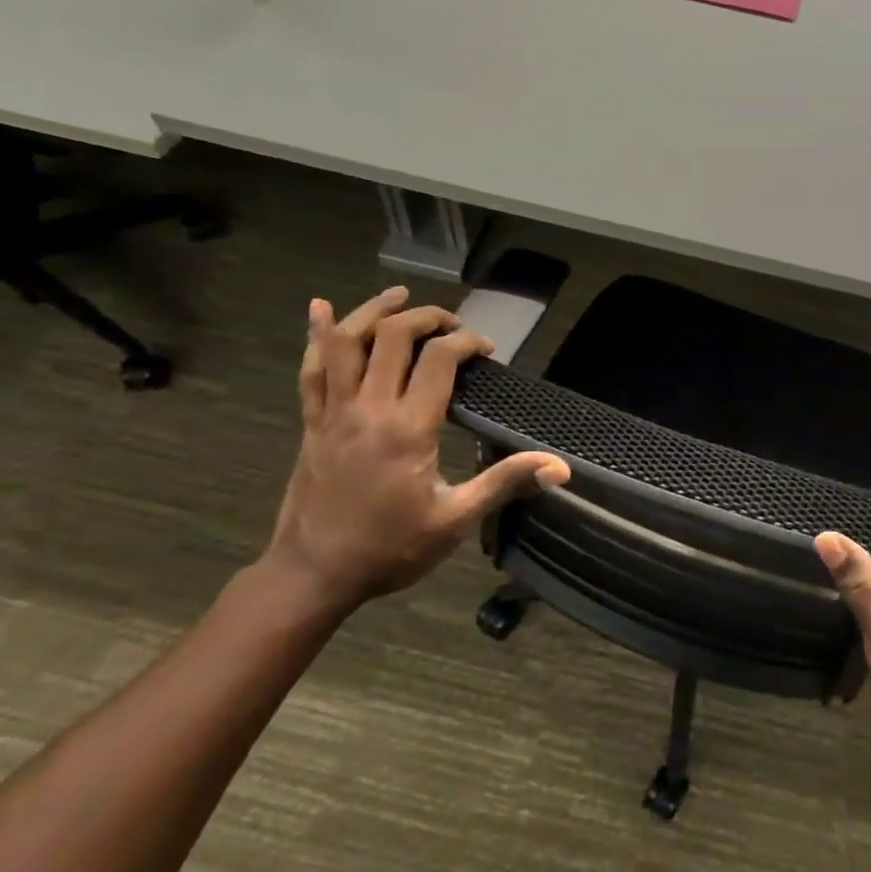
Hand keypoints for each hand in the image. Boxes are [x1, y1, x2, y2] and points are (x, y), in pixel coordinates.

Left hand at [265, 287, 568, 613]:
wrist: (314, 574)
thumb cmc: (390, 548)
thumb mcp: (455, 520)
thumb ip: (505, 484)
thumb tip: (560, 468)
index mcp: (408, 428)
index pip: (440, 359)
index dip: (467, 342)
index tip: (486, 350)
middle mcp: (369, 408)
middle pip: (394, 336)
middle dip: (428, 317)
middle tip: (453, 324)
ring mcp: (334, 412)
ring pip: (346, 341)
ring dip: (374, 311)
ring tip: (400, 296)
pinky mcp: (312, 422)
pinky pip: (310, 368)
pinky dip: (316, 334)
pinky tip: (318, 309)